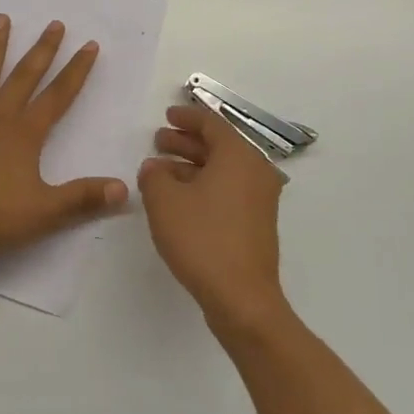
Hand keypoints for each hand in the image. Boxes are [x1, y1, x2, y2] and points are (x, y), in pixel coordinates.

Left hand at [0, 15, 127, 258]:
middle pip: (24, 78)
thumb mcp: (46, 212)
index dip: (76, 71)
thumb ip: (84, 197)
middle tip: (55, 24)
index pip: (58, 96)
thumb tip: (124, 188)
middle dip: (42, 50)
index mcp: (25, 134)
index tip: (90, 45)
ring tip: (1, 18)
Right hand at [138, 103, 289, 334]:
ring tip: (160, 171)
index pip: (212, 123)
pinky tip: (179, 198)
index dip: (187, 117)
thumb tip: (155, 168)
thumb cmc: (202, 238)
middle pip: (218, 145)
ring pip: (222, 169)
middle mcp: (255, 171)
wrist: (242, 297)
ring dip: (192, 165)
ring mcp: (259, 199)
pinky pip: (228, 190)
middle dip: (186, 141)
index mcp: (239, 155)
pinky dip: (204, 185)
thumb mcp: (164, 201)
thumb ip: (154, 176)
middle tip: (159, 141)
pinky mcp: (256, 223)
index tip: (167, 115)